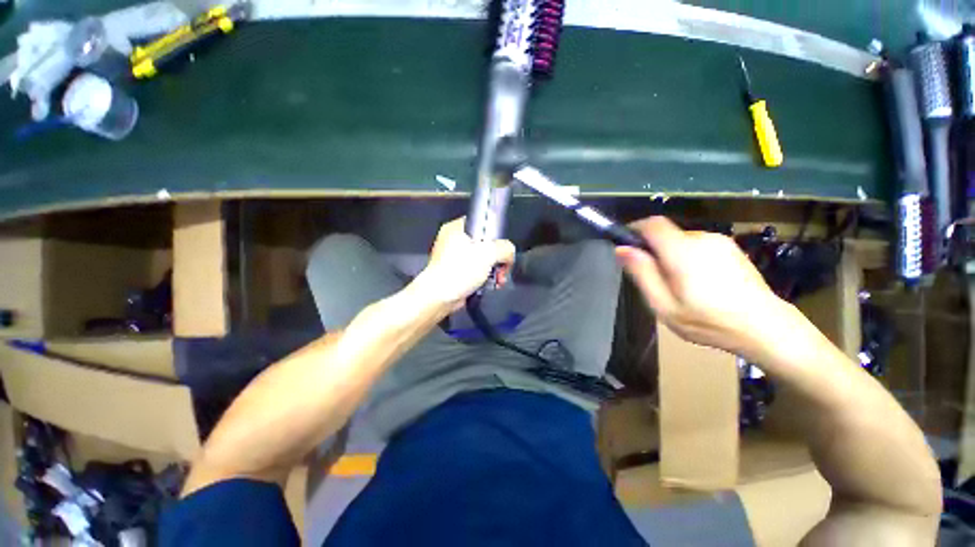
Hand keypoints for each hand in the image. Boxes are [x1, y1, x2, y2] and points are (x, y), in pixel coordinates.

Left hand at [413, 218, 515, 309]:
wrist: (439, 297)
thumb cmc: (460, 270)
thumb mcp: (489, 253)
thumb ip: (505, 248)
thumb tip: (509, 253)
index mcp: (456, 227)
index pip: (482, 222)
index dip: (496, 234)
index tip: (502, 247)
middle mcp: (453, 240)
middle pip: (485, 243)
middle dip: (497, 258)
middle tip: (503, 268)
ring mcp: (453, 257)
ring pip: (482, 259)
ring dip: (494, 270)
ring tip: (498, 281)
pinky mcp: (455, 272)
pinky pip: (476, 271)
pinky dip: (485, 278)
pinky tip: (491, 286)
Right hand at [616, 216, 788, 358]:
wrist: (767, 328)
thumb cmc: (709, 321)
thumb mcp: (663, 305)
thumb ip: (642, 273)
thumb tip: (622, 249)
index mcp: (683, 252)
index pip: (653, 224)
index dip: (635, 229)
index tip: (627, 245)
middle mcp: (702, 239)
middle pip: (666, 234)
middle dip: (654, 251)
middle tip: (655, 280)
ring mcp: (720, 242)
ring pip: (681, 241)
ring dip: (672, 256)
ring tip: (679, 286)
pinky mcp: (731, 248)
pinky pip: (698, 246)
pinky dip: (689, 258)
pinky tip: (699, 283)